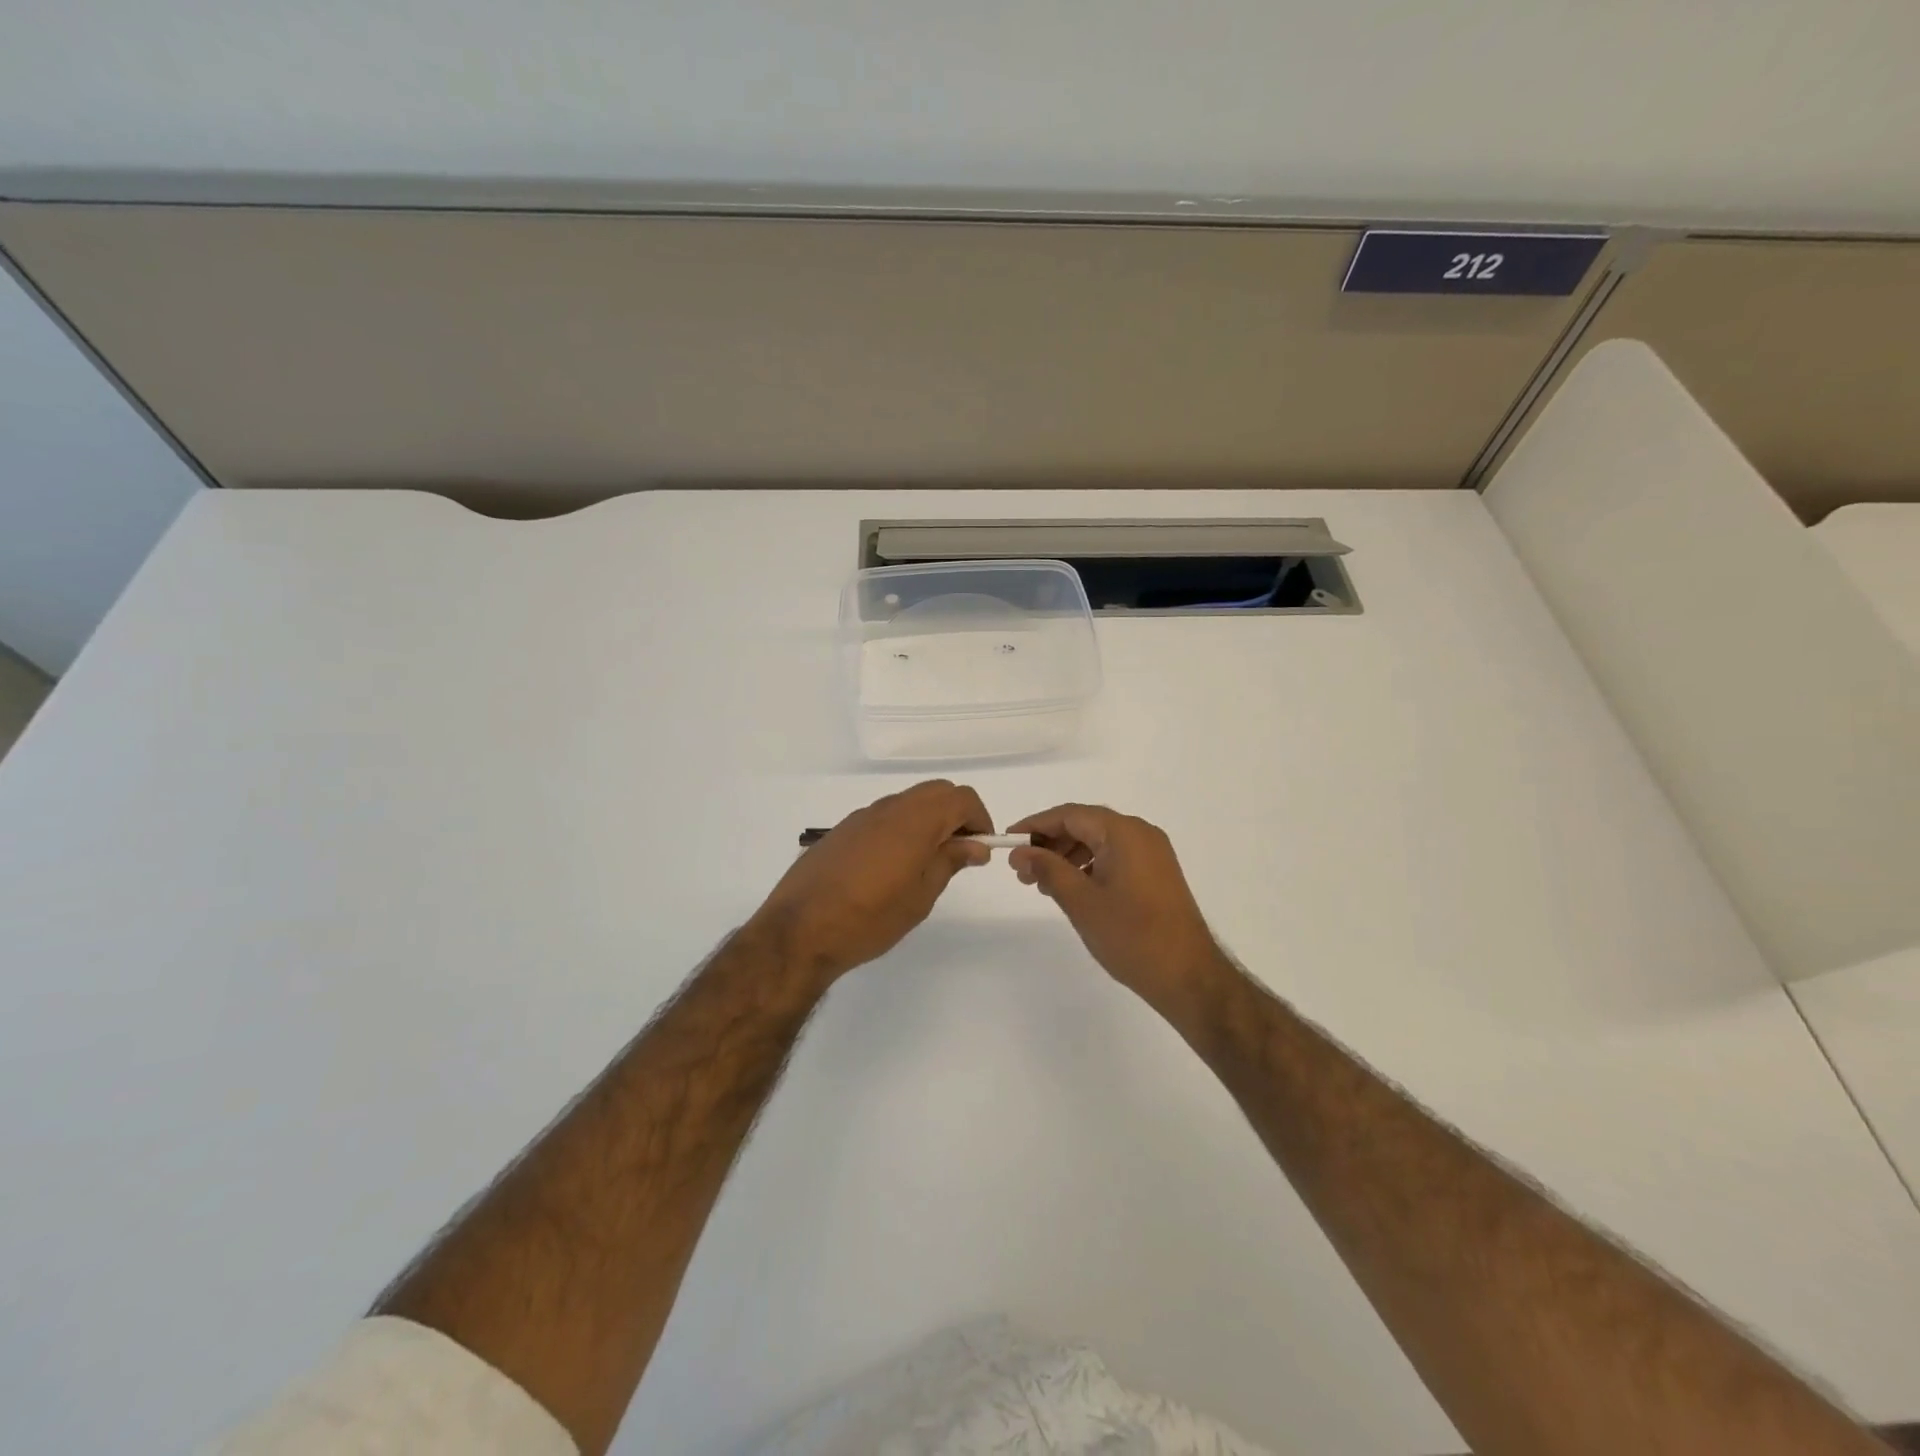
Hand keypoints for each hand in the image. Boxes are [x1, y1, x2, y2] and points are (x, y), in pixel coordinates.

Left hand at [750, 780, 992, 983]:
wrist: (799, 931)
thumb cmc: (870, 918)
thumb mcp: (921, 896)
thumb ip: (950, 861)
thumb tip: (975, 845)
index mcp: (915, 820)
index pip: (962, 798)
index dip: (979, 819)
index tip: (981, 849)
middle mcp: (889, 808)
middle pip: (936, 792)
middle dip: (956, 815)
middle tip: (959, 853)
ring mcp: (862, 816)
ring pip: (908, 802)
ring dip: (928, 820)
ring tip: (927, 863)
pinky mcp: (842, 830)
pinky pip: (883, 816)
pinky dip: (902, 828)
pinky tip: (892, 866)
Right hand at [1008, 804, 1229, 1019]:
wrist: (1188, 976)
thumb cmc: (1131, 936)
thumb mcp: (1081, 901)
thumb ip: (1048, 869)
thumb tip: (1020, 852)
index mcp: (1124, 832)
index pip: (1070, 815)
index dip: (1036, 825)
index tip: (1008, 842)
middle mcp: (1141, 834)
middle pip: (1085, 825)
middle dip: (1051, 843)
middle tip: (1022, 870)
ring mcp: (1153, 853)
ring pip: (1100, 842)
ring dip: (1068, 856)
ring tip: (1042, 883)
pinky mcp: (1157, 873)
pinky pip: (1115, 857)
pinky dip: (1089, 866)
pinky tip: (1072, 889)